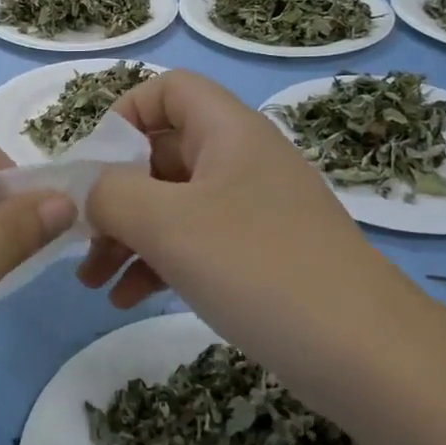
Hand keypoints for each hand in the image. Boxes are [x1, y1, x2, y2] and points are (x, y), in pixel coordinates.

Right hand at [80, 70, 396, 357]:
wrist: (366, 354)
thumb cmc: (257, 267)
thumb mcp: (167, 223)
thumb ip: (110, 194)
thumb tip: (89, 193)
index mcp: (228, 131)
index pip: (169, 90)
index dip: (124, 115)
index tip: (92, 165)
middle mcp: (242, 160)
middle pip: (161, 153)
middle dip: (113, 194)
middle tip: (79, 237)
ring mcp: (254, 210)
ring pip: (173, 204)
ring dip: (127, 236)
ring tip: (91, 281)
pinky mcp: (260, 256)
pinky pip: (195, 243)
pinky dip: (158, 262)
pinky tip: (127, 298)